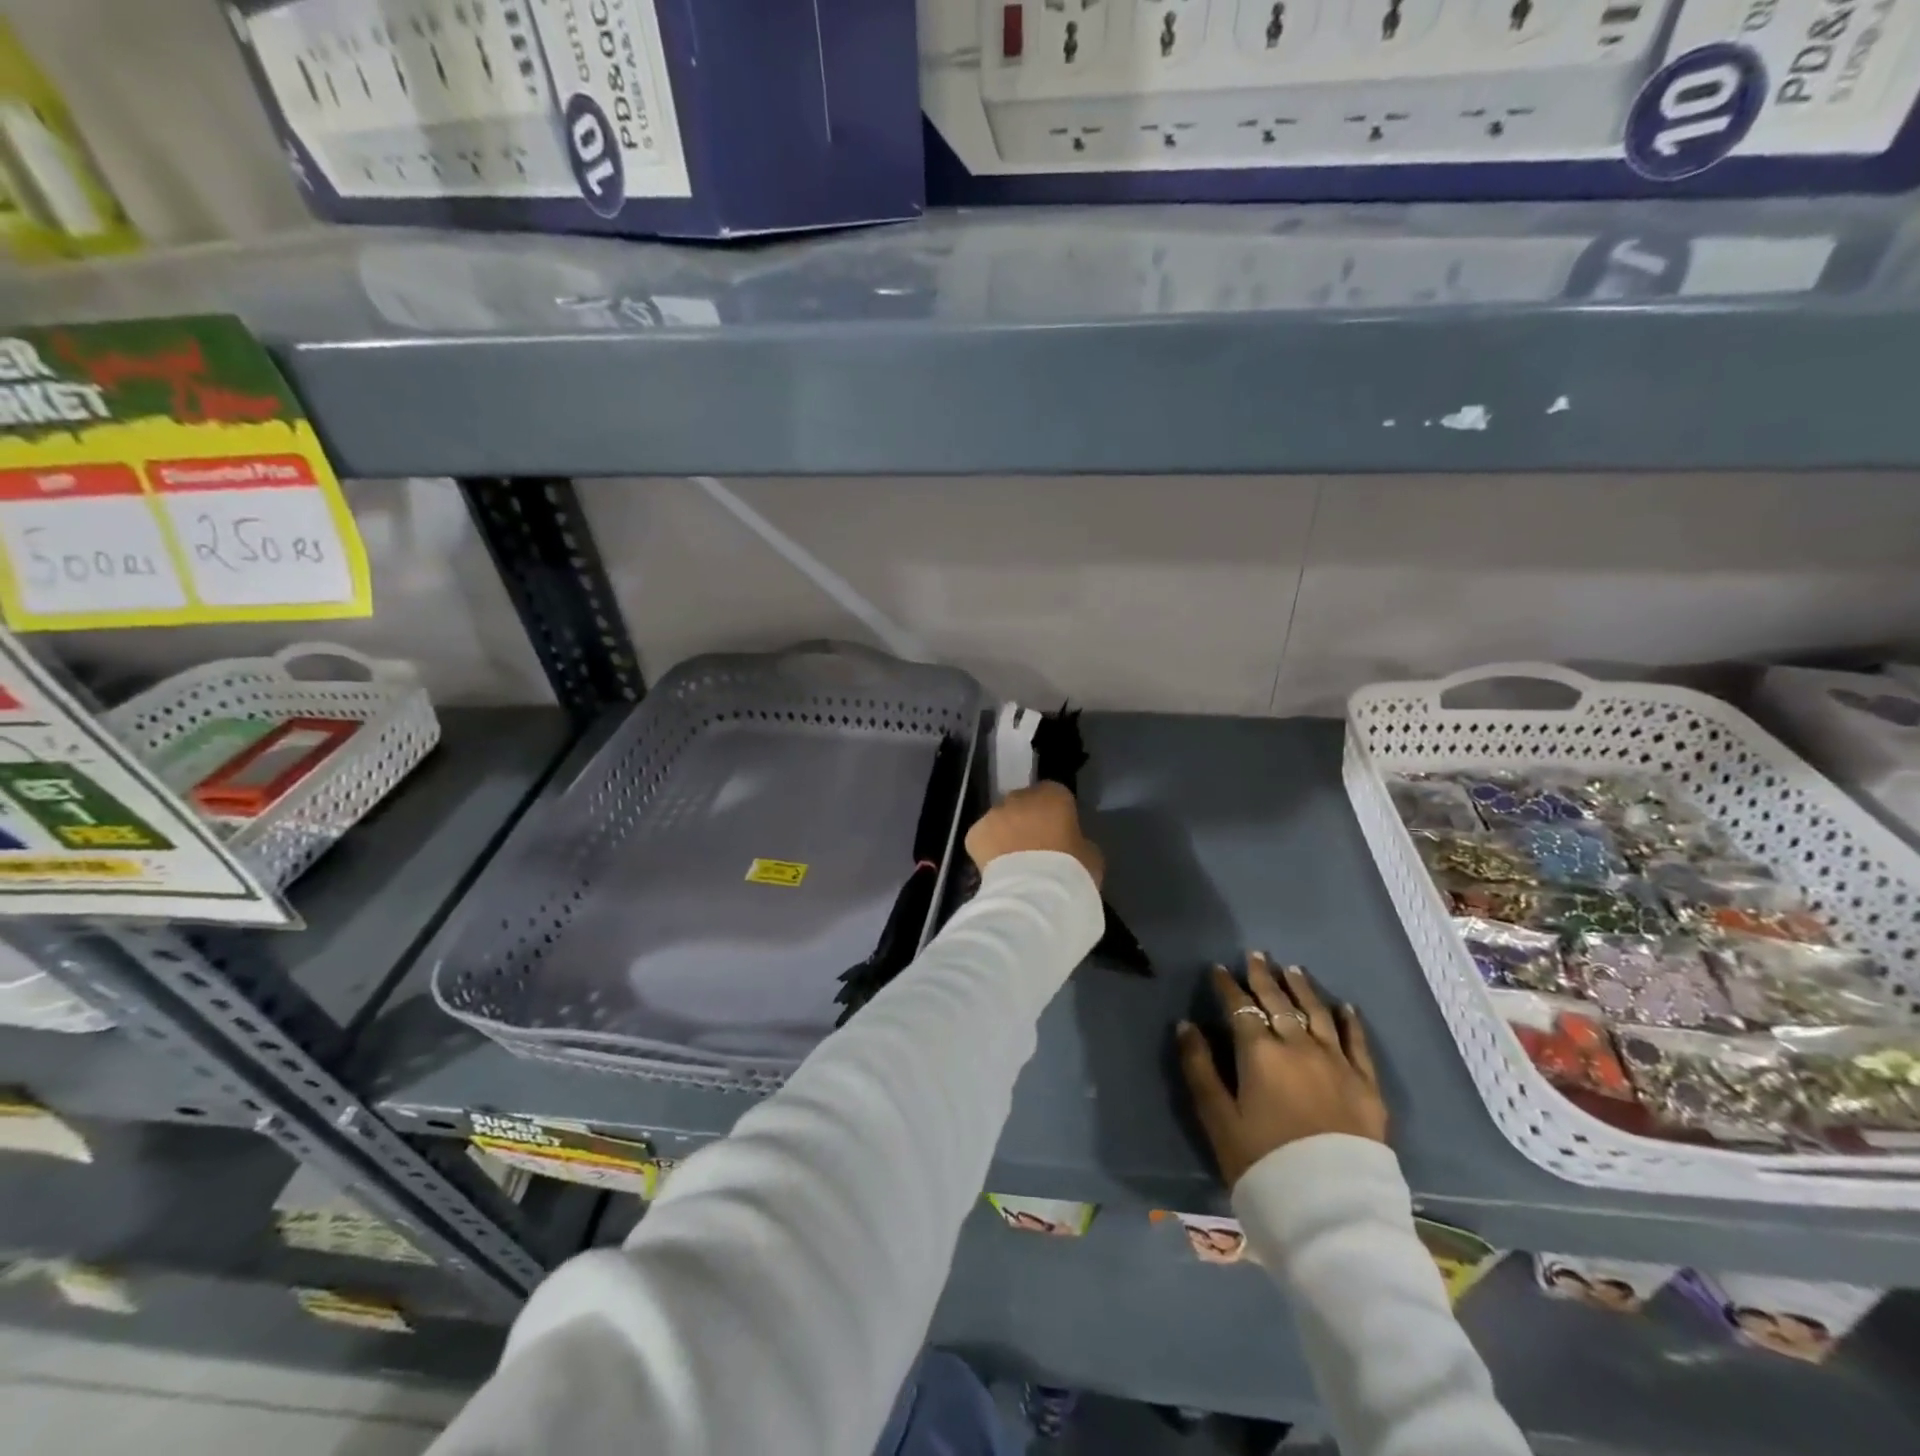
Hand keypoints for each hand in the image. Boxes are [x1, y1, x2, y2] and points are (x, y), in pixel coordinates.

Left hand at [964, 782, 1103, 888]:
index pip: (1055, 795)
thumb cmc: (1070, 872)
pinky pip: (983, 838)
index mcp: (1054, 795)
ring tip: (1014, 862)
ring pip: (1000, 820)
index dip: (1056, 815)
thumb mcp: (1090, 855)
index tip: (1059, 835)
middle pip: (1024, 804)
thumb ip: (1077, 841)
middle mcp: (1020, 797)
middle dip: (1028, 821)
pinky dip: (988, 849)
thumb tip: (1069, 844)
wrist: (1034, 895)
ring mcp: (994, 814)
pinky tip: (998, 870)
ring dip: (1006, 834)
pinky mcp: (974, 834)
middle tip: (1035, 848)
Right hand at [1177, 952, 1385, 1187]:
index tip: (1218, 969)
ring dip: (1302, 988)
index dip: (1227, 986)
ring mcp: (1337, 1064)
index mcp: (1260, 1053)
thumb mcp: (1218, 1119)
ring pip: (1317, 1014)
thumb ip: (1199, 1068)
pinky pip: (1358, 1044)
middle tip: (1256, 955)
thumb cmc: (1263, 1163)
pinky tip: (1345, 1007)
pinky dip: (1350, 1021)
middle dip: (1263, 977)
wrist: (1330, 1210)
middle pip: (1278, 1002)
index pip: (1240, 1007)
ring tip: (1292, 969)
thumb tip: (1185, 1026)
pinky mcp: (1366, 1086)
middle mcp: (1299, 1046)